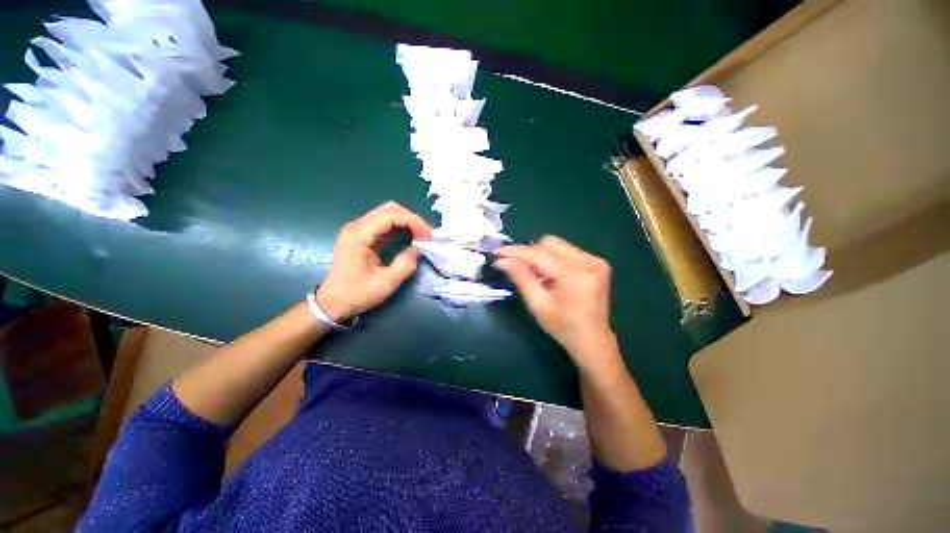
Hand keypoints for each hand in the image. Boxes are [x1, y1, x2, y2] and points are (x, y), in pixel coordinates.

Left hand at [316, 202, 431, 321]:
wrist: (332, 302)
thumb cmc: (356, 294)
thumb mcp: (386, 283)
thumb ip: (405, 264)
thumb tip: (417, 249)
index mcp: (359, 235)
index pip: (391, 215)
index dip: (413, 221)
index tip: (428, 236)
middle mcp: (357, 226)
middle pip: (390, 209)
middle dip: (412, 219)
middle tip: (426, 234)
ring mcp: (359, 230)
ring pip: (388, 213)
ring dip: (407, 222)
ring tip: (421, 235)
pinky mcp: (363, 236)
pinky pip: (385, 223)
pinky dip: (401, 227)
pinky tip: (410, 236)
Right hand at [495, 236, 618, 370]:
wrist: (592, 341)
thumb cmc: (563, 327)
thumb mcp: (538, 304)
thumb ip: (520, 277)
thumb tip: (502, 260)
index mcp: (576, 274)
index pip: (539, 254)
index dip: (516, 252)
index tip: (497, 253)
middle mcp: (589, 261)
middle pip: (549, 244)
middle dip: (528, 253)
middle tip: (513, 265)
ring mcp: (595, 260)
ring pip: (557, 245)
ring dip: (539, 255)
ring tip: (532, 273)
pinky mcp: (596, 262)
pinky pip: (566, 252)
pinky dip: (551, 259)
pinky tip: (546, 274)